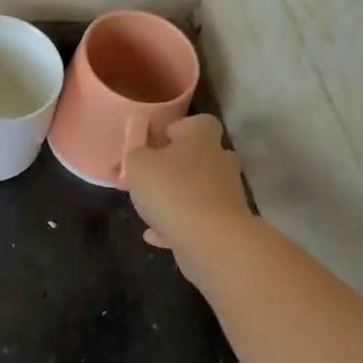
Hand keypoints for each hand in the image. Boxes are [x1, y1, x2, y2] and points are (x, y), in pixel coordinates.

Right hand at [123, 114, 253, 257]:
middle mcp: (219, 162)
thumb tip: (140, 155)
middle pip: (202, 156)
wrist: (211, 240)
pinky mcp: (226, 224)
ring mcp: (226, 194)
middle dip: (179, 164)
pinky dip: (177, 225)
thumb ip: (136, 155)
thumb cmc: (172, 190)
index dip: (179, 128)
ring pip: (199, 189)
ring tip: (149, 207)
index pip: (199, 122)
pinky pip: (198, 219)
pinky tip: (153, 234)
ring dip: (177, 196)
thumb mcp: (138, 166)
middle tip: (153, 174)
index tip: (158, 141)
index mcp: (201, 138)